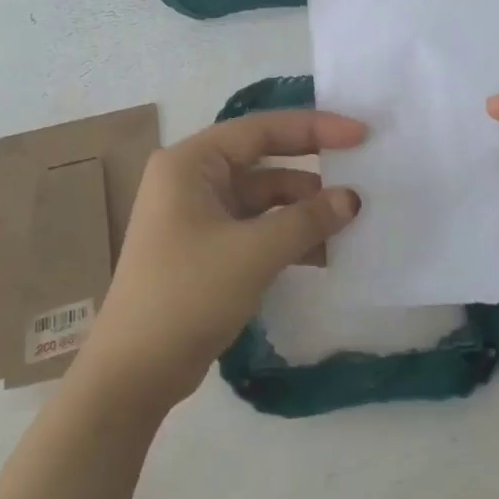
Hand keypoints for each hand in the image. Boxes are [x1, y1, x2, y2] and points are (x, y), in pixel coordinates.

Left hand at [75, 109, 365, 412]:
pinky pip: (256, 230)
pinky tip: (327, 253)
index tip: (361, 135)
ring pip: (263, 200)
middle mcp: (192, 181)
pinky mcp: (206, 250)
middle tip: (363, 175)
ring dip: (304, 211)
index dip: (315, 128)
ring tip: (353, 223)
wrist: (135, 370)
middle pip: (263, 162)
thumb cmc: (188, 294)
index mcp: (191, 163)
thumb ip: (307, 220)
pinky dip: (288, 237)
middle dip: (312, 172)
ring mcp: (197, 217)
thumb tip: (352, 199)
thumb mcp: (254, 252)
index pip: (260, 130)